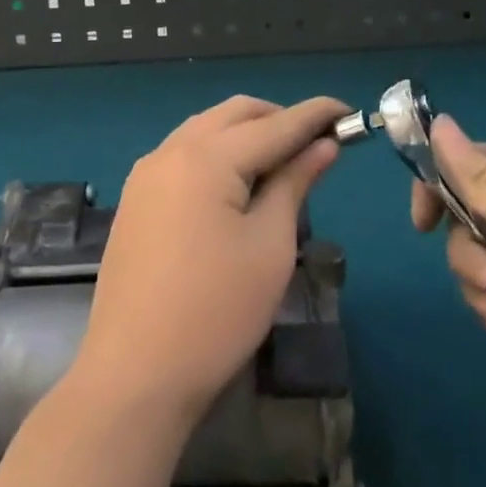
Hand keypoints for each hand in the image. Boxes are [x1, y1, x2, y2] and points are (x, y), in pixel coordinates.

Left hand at [72, 94, 347, 428]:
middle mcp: (170, 151)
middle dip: (279, 118)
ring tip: (283, 164)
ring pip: (206, 129)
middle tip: (317, 142)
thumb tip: (322, 145)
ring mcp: (146, 174)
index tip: (349, 111)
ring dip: (247, 133)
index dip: (315, 115)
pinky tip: (238, 184)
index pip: (275, 124)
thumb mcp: (270, 246)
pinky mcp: (136, 199)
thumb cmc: (216, 312)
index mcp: (205, 158)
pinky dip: (218, 153)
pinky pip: (183, 154)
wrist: (135, 374)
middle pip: (234, 114)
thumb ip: (294, 184)